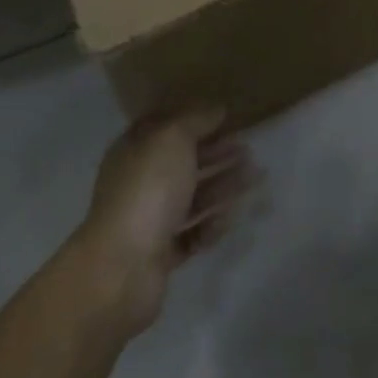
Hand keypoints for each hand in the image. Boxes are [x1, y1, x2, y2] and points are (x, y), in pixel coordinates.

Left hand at [75, 107, 255, 334]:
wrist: (123, 268)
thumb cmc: (148, 189)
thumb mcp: (173, 138)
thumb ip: (197, 120)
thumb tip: (216, 109)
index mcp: (134, 149)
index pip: (166, 127)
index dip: (195, 120)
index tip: (226, 117)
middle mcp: (139, 182)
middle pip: (183, 162)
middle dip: (216, 153)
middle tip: (249, 148)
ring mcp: (149, 220)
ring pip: (192, 197)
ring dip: (223, 185)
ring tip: (255, 177)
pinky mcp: (161, 254)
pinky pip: (192, 233)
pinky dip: (211, 223)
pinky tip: (231, 216)